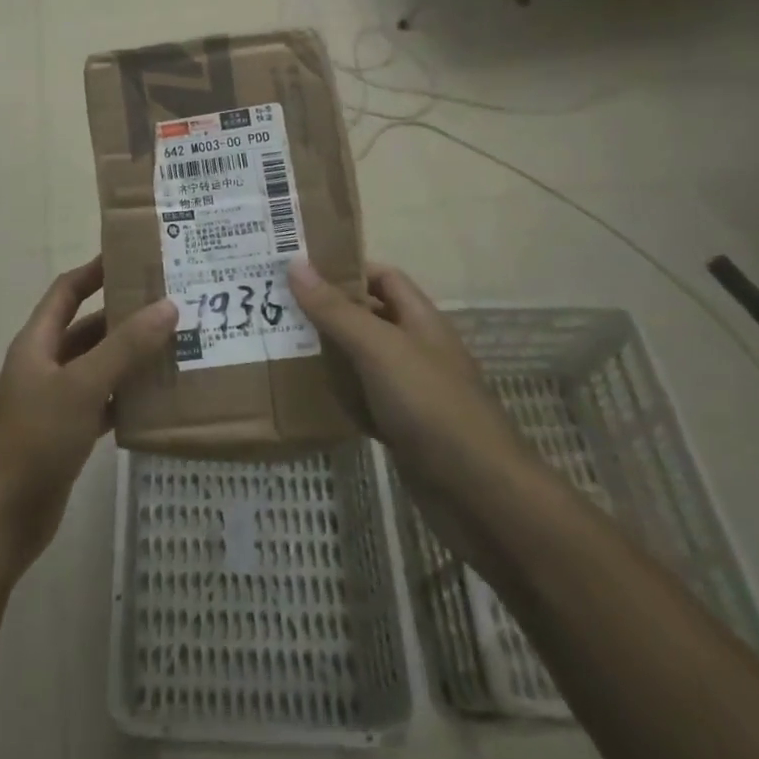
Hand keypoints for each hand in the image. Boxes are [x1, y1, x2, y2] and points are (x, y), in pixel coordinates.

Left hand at [0, 257, 175, 582]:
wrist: (0, 519)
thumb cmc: (35, 439)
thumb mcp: (82, 386)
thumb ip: (125, 347)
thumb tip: (168, 305)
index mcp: (38, 342)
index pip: (67, 291)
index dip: (95, 270)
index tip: (133, 257)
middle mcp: (46, 365)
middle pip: (88, 328)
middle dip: (125, 315)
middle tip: (171, 303)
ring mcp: (57, 401)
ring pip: (100, 366)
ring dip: (131, 357)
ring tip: (177, 344)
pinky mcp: (68, 434)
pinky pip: (104, 402)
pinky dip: (128, 396)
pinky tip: (161, 396)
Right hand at [287, 259, 532, 511]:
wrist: (480, 494)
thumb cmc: (430, 405)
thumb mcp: (378, 348)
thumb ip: (336, 310)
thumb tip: (295, 263)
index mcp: (420, 320)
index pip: (382, 277)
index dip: (346, 269)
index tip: (301, 271)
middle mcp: (417, 348)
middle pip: (369, 317)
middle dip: (329, 310)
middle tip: (279, 306)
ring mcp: (411, 391)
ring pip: (363, 360)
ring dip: (329, 353)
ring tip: (282, 344)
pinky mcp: (403, 428)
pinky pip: (364, 399)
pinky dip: (339, 395)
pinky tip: (308, 395)